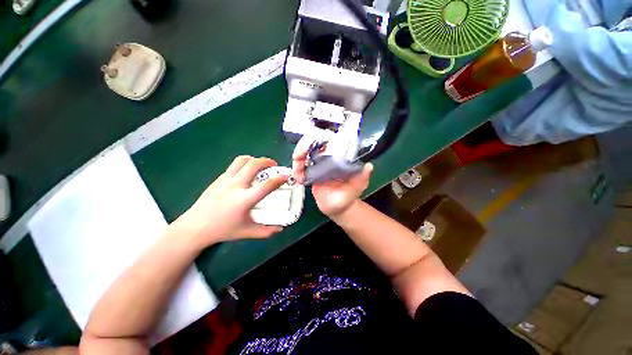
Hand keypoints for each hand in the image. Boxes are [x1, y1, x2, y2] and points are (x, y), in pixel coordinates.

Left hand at [172, 156, 287, 247]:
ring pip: (242, 160)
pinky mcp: (219, 178)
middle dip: (267, 162)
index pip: (266, 186)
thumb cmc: (223, 230)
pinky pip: (235, 165)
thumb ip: (267, 231)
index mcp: (244, 200)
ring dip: (255, 160)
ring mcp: (225, 180)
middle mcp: (235, 186)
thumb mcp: (247, 232)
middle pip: (254, 165)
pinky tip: (247, 172)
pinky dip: (245, 164)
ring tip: (261, 165)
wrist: (195, 226)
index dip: (279, 179)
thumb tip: (281, 228)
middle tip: (274, 165)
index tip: (287, 176)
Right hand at [292, 137, 372, 217]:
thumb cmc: (348, 196)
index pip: (330, 140)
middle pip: (313, 143)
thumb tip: (369, 166)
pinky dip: (296, 169)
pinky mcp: (310, 173)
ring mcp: (318, 165)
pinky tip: (298, 177)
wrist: (337, 208)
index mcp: (339, 158)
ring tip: (297, 171)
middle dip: (303, 146)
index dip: (319, 137)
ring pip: (304, 153)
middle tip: (298, 156)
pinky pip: (300, 167)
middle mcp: (328, 158)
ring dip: (297, 157)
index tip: (312, 141)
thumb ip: (361, 178)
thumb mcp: (357, 187)